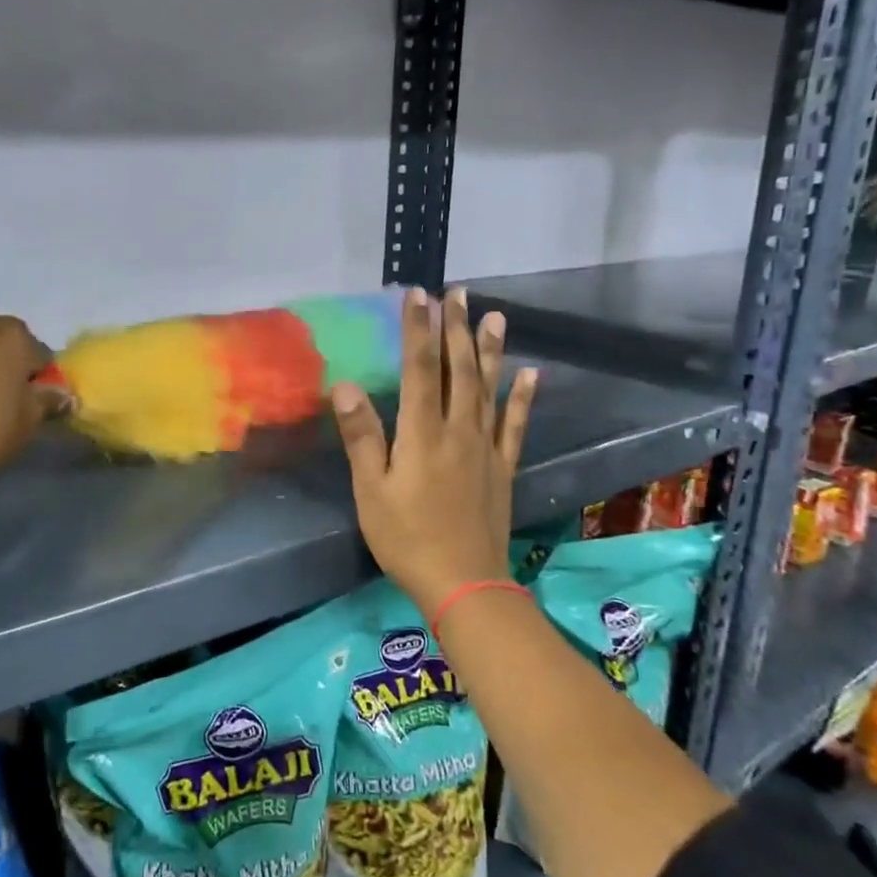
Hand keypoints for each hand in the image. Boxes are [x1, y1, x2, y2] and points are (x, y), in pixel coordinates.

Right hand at [332, 287, 537, 616]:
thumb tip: (346, 386)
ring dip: (490, 351)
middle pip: (460, 370)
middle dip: (457, 328)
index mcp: (423, 434)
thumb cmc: (407, 538)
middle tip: (459, 292)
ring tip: (496, 316)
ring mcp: (486, 448)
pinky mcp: (502, 467)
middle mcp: (458, 430)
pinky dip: (522, 398)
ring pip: (489, 389)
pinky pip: (514, 425)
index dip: (418, 329)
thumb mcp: (372, 491)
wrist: (464, 583)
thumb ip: (362, 437)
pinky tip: (530, 374)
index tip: (418, 295)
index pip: (420, 369)